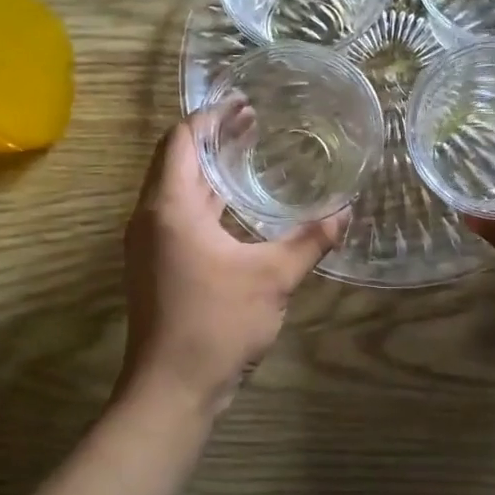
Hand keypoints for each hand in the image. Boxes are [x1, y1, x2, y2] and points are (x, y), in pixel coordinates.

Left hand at [120, 118, 347, 415]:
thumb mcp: (273, 277)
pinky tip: (236, 208)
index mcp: (169, 207)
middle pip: (176, 160)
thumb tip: (345, 212)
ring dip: (208, 170)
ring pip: (175, 190)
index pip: (181, 140)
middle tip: (253, 123)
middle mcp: (150, 217)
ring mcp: (149, 244)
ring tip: (248, 154)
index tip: (242, 104)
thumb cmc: (216, 323)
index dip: (210, 117)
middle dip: (212, 139)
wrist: (171, 390)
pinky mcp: (155, 266)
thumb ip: (309, 240)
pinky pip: (177, 216)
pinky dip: (205, 200)